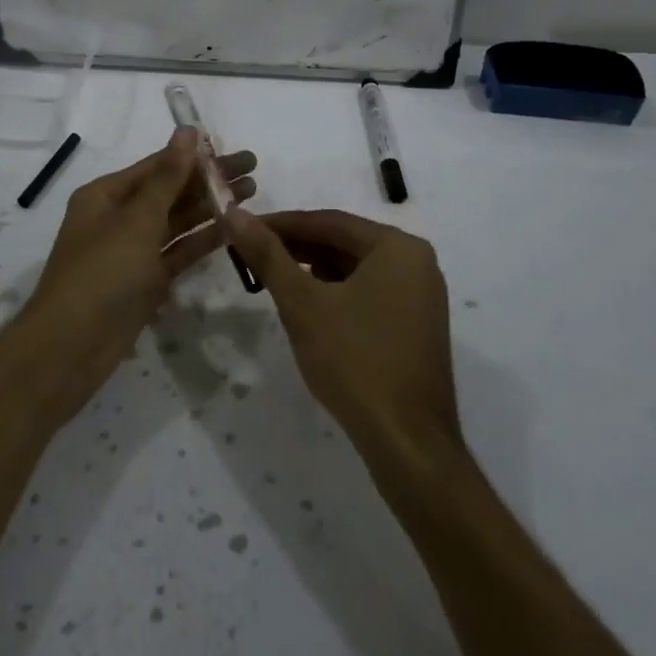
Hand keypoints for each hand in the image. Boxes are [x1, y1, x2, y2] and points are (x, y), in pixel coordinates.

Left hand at [14, 129, 256, 423]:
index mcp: (106, 195)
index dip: (195, 155)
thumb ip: (168, 177)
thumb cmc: (101, 273)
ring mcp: (133, 251)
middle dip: (210, 180)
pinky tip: (234, 228)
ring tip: (253, 192)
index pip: (157, 166)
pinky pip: (178, 252)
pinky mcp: (146, 280)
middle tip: (254, 168)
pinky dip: (203, 240)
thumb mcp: (136, 220)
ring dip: (212, 207)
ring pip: (178, 221)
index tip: (231, 148)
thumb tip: (186, 131)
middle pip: (171, 191)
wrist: (72, 347)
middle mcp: (119, 218)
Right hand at [227, 208, 461, 467]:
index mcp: (397, 247)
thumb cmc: (355, 362)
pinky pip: (369, 292)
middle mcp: (416, 262)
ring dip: (313, 271)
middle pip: (343, 242)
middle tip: (249, 254)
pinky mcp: (416, 325)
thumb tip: (234, 214)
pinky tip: (308, 307)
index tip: (241, 228)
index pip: (328, 221)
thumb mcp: (303, 304)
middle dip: (295, 248)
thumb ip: (267, 255)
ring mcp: (421, 295)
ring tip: (271, 279)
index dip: (280, 224)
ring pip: (355, 269)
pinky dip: (336, 293)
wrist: (407, 442)